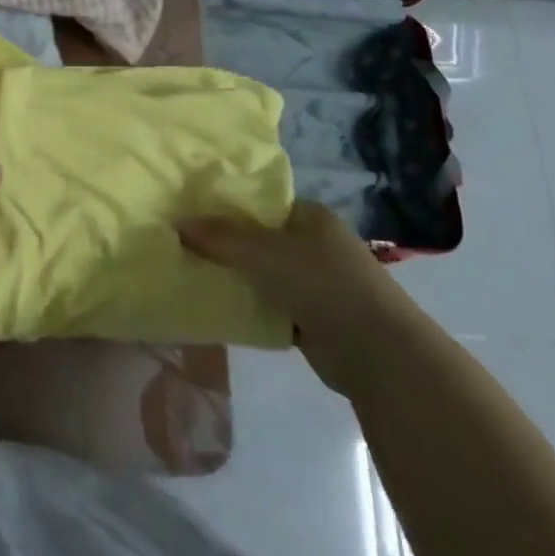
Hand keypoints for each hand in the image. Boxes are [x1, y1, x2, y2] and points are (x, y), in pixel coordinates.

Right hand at [178, 200, 417, 395]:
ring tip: (192, 276)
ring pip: (264, 275)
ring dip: (237, 279)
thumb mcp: (263, 252)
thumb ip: (220, 237)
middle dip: (227, 246)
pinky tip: (219, 310)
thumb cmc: (322, 284)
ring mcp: (318, 284)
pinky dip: (251, 309)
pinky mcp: (315, 319)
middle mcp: (316, 245)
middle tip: (184, 247)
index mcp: (311, 217)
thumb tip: (177, 222)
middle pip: (260, 240)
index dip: (227, 207)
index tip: (191, 215)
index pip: (262, 203)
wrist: (377, 352)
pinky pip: (272, 307)